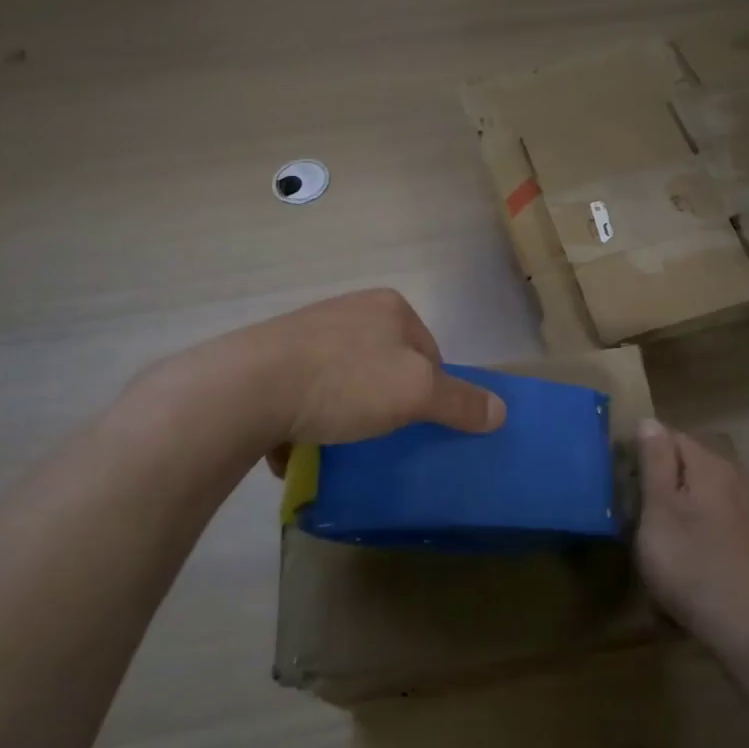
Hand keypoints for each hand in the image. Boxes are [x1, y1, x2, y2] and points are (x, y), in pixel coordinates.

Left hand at [248, 288, 505, 452]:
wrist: (247, 387)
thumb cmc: (345, 381)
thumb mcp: (417, 394)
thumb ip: (461, 402)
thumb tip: (501, 412)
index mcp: (389, 307)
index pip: (429, 352)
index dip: (430, 391)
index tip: (414, 423)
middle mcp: (349, 308)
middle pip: (387, 365)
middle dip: (385, 401)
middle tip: (378, 435)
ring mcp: (306, 330)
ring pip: (345, 378)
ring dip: (345, 411)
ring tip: (337, 440)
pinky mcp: (271, 356)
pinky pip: (305, 389)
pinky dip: (308, 415)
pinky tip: (299, 439)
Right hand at [635, 421, 748, 651]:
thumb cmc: (692, 564)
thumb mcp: (660, 510)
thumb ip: (655, 463)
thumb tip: (650, 421)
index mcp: (710, 464)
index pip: (670, 436)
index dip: (642, 452)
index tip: (623, 480)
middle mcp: (734, 476)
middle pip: (689, 463)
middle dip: (661, 479)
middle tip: (636, 511)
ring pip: (703, 491)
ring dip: (679, 504)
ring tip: (658, 535)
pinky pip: (717, 517)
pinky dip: (699, 526)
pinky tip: (689, 554)